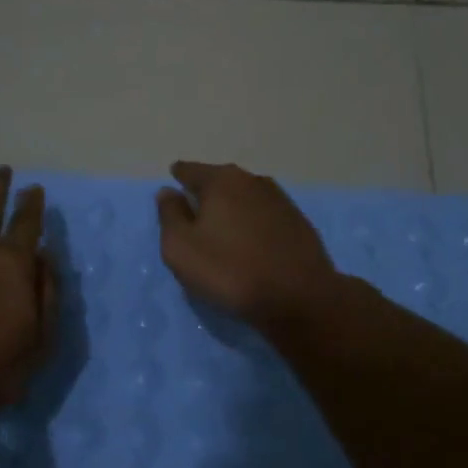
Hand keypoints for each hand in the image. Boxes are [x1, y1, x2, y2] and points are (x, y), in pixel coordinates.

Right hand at [156, 161, 338, 328]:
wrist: (298, 297)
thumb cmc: (229, 270)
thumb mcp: (181, 247)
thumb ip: (170, 215)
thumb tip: (168, 192)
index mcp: (221, 181)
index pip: (190, 170)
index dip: (178, 177)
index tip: (173, 185)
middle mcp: (252, 180)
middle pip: (220, 181)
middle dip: (206, 192)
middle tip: (194, 211)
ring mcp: (280, 200)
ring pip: (245, 197)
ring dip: (232, 208)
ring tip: (222, 228)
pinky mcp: (298, 222)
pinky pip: (264, 216)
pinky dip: (253, 223)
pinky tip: (250, 241)